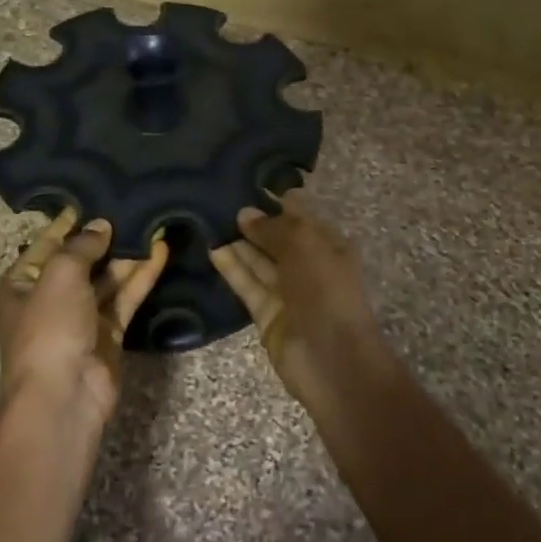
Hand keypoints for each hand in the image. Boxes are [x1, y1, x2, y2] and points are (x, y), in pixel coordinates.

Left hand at [0, 209, 168, 422]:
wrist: (64, 395)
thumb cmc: (49, 329)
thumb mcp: (59, 275)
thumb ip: (82, 245)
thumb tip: (101, 225)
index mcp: (22, 283)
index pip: (47, 242)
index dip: (70, 220)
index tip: (97, 195)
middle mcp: (50, 297)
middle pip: (81, 259)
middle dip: (105, 236)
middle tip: (133, 204)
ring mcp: (81, 316)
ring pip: (108, 277)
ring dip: (128, 254)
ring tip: (152, 222)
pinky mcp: (109, 332)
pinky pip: (126, 296)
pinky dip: (142, 275)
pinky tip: (161, 251)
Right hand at [208, 192, 386, 402]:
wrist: (332, 358)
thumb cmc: (326, 291)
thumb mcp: (305, 246)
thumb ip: (274, 228)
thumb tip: (245, 213)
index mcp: (330, 246)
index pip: (300, 217)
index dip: (277, 201)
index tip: (248, 183)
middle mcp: (309, 266)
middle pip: (277, 239)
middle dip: (254, 222)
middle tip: (220, 199)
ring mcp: (288, 292)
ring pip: (259, 262)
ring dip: (238, 243)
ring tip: (209, 219)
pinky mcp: (266, 314)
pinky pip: (247, 285)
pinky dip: (232, 268)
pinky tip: (212, 248)